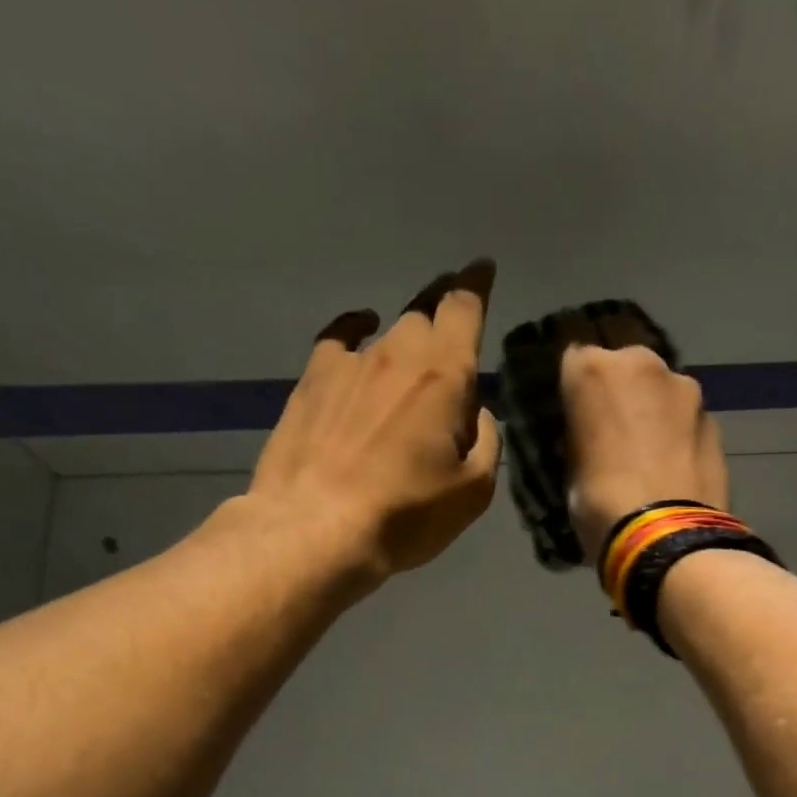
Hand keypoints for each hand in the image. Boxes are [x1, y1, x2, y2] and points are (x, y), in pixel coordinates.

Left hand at [248, 260, 500, 584]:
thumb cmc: (407, 515)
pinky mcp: (311, 381)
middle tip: (454, 329)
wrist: (317, 528)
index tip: (483, 268)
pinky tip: (361, 333)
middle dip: (443, 313)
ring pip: (387, 331)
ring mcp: (349, 364)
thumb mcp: (472, 491)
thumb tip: (475, 413)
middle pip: (424, 313)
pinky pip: (339, 339)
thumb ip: (485, 441)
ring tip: (414, 354)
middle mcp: (396, 355)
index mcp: (444, 377)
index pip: (463, 309)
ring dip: (406, 337)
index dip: (475, 285)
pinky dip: (356, 332)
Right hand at [560, 339, 729, 561]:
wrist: (668, 538)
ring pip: (663, 394)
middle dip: (623, 396)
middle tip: (617, 438)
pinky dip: (681, 438)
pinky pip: (688, 422)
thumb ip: (583, 440)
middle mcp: (642, 363)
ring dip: (656, 415)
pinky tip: (676, 471)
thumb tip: (593, 443)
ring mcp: (686, 389)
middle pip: (627, 370)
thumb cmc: (602, 506)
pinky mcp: (716, 420)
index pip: (575, 362)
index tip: (578, 419)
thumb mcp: (571, 473)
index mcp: (593, 371)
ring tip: (651, 458)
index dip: (577, 393)